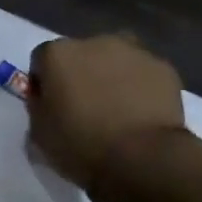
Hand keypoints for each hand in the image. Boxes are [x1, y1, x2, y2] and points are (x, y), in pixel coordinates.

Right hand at [26, 34, 190, 200]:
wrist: (142, 160)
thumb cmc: (81, 146)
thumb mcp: (39, 134)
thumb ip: (38, 107)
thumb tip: (46, 99)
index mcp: (57, 54)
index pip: (42, 61)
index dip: (45, 84)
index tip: (52, 107)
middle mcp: (93, 42)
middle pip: (81, 55)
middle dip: (81, 75)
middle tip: (86, 108)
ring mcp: (133, 52)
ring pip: (115, 60)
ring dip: (112, 77)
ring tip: (118, 111)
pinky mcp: (163, 68)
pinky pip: (144, 74)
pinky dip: (141, 88)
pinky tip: (143, 114)